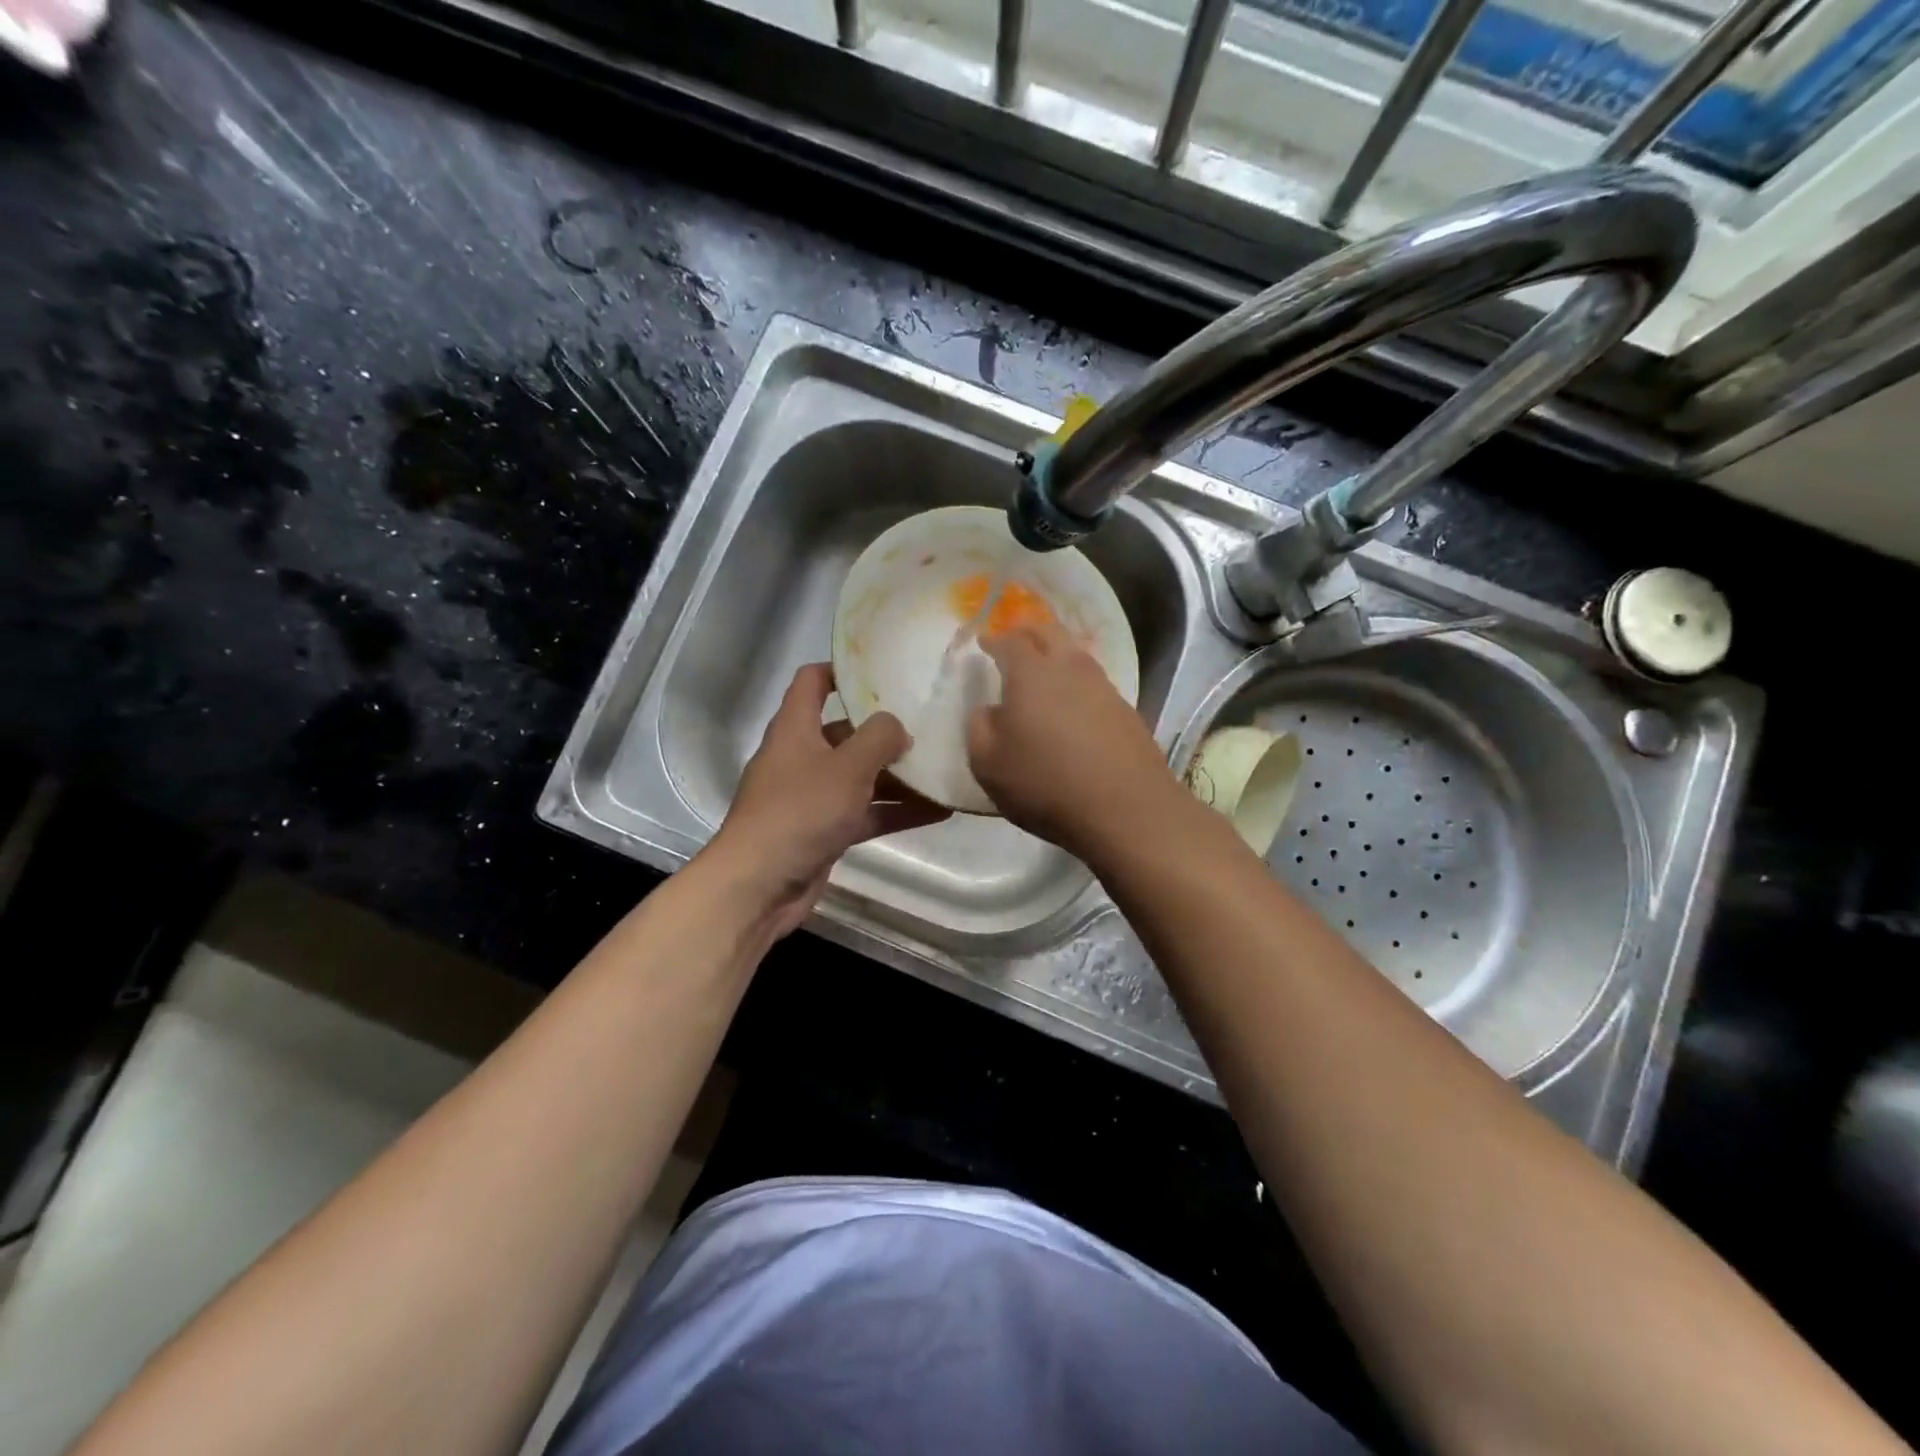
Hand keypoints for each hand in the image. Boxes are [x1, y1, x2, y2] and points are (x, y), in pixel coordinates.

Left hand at [708, 663, 950, 937]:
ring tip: (943, 769)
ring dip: (898, 777)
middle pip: (846, 732)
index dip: (842, 669)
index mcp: (795, 728)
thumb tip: (898, 726)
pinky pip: (865, 813)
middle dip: (885, 732)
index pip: (812, 681)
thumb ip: (879, 738)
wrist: (759, 886)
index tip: (882, 670)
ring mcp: (812, 797)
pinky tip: (939, 811)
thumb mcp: (847, 767)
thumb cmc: (800, 812)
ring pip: (860, 777)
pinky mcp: (824, 831)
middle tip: (930, 726)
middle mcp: (801, 757)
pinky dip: (895, 811)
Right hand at [967, 622, 1185, 858]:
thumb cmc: (1046, 784)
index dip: (994, 639)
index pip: (1010, 642)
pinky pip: (1095, 683)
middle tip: (1015, 639)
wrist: (1127, 810)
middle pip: (1051, 633)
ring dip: (1058, 653)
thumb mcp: (989, 764)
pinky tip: (1073, 703)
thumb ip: (980, 728)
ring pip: (1077, 655)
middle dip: (1029, 631)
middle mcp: (1070, 669)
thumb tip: (989, 710)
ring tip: (1044, 668)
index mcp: (1031, 674)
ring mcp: (1104, 688)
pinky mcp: (1126, 712)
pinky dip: (1077, 682)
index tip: (984, 642)